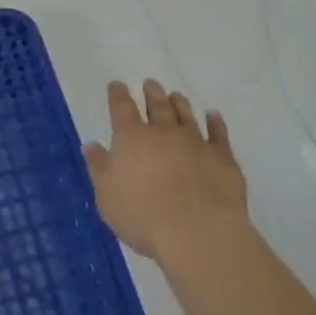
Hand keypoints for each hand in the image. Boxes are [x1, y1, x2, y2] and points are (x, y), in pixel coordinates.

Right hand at [85, 79, 247, 263]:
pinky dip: (216, 123)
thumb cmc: (142, 215)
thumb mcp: (107, 196)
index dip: (118, 95)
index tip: (117, 84)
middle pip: (157, 106)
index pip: (122, 108)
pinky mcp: (223, 159)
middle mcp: (163, 133)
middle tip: (151, 83)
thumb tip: (92, 145)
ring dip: (179, 104)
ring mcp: (195, 143)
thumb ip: (99, 168)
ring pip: (186, 116)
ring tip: (176, 95)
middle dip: (152, 93)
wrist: (198, 231)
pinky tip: (214, 116)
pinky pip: (219, 134)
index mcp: (131, 138)